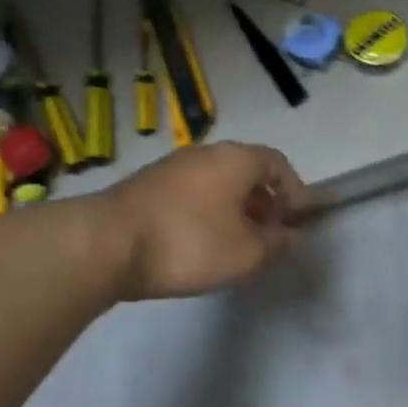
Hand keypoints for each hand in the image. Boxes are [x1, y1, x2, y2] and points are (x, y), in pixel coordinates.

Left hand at [102, 143, 310, 300]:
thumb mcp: (246, 254)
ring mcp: (173, 166)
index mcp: (236, 158)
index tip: (299, 221)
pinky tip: (201, 242)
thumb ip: (276, 244)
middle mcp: (206, 153)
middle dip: (265, 201)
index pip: (278, 164)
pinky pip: (193, 192)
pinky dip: (208, 211)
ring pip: (217, 182)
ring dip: (235, 208)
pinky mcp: (148, 185)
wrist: (108, 242)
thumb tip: (290, 236)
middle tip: (271, 234)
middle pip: (247, 171)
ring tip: (237, 243)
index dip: (295, 191)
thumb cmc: (189, 242)